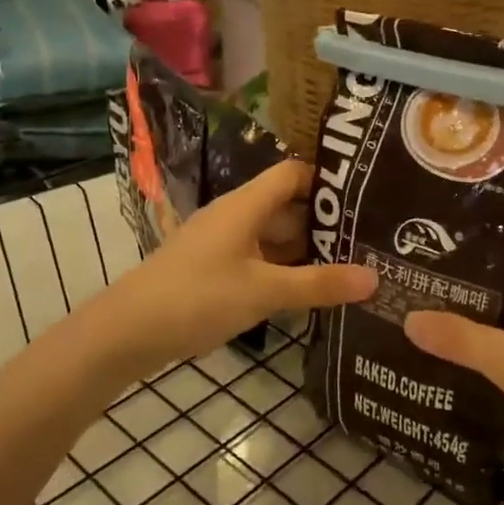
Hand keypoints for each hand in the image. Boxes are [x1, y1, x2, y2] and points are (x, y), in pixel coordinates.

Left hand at [92, 160, 374, 379]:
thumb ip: (319, 284)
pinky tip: (307, 291)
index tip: (365, 196)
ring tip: (349, 265)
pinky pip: (257, 259)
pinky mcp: (212, 270)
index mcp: (245, 205)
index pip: (292, 173)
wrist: (128, 331)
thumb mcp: (265, 291)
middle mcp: (234, 216)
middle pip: (286, 207)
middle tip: (368, 238)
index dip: (326, 180)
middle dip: (323, 222)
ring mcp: (221, 244)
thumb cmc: (198, 297)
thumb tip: (375, 278)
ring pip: (272, 237)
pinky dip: (282, 270)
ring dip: (305, 250)